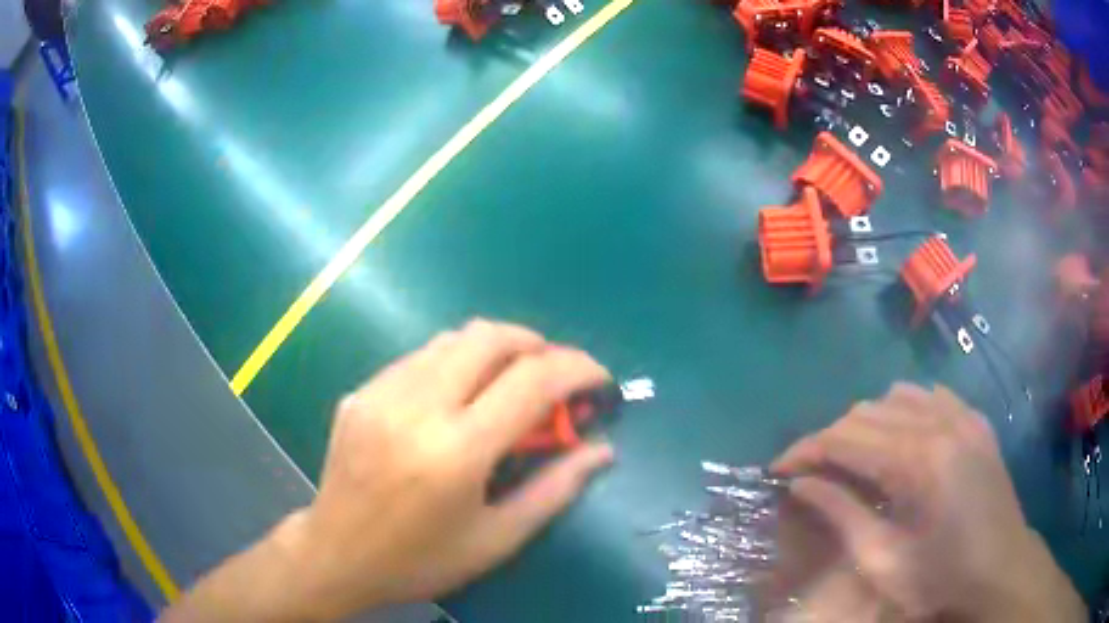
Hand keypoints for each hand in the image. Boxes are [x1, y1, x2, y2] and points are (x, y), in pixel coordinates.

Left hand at [164, 320, 613, 621]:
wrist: (336, 555)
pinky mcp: (360, 392)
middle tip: (553, 375)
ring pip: (452, 339)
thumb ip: (555, 489)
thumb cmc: (421, 560)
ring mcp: (380, 392)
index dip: (577, 368)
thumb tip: (602, 450)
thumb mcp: (497, 539)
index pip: (532, 380)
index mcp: (456, 452)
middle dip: (536, 344)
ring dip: (494, 350)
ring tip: (508, 385)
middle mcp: (416, 407)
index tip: (598, 378)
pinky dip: (454, 363)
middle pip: (489, 336)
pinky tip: (457, 398)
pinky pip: (419, 357)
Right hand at [772, 383, 1084, 622]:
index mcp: (918, 461)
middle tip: (811, 472)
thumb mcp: (882, 561)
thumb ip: (841, 514)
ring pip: (896, 396)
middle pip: (866, 412)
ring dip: (866, 423)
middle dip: (830, 438)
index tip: (777, 468)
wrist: (999, 567)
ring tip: (855, 458)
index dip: (804, 450)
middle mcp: (940, 423)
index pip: (844, 438)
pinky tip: (899, 441)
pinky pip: (930, 395)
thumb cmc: (939, 577)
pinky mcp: (975, 419)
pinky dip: (903, 411)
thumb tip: (801, 483)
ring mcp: (963, 416)